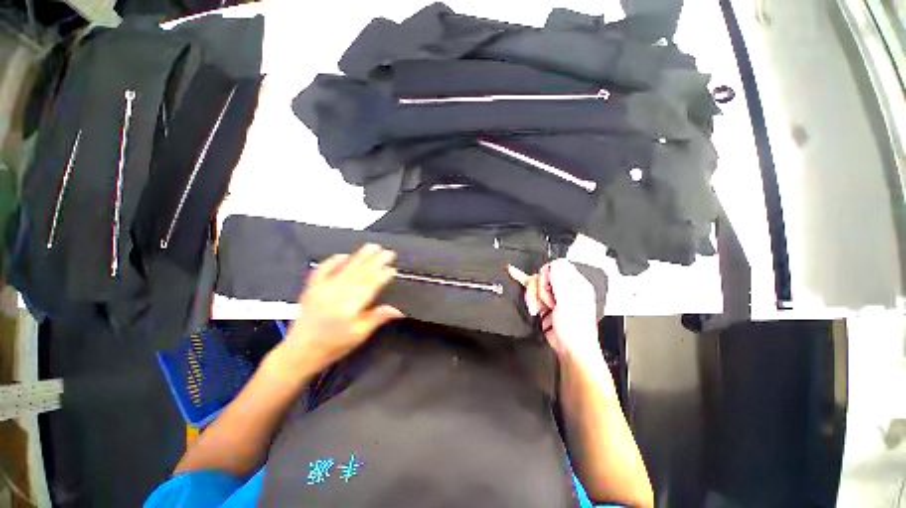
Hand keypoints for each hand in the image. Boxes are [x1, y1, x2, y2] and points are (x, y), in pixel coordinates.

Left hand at [273, 244, 404, 375]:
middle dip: (376, 261)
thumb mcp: (359, 335)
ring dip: (360, 256)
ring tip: (372, 247)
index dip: (382, 276)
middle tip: (388, 252)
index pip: (370, 286)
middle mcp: (337, 293)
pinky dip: (333, 261)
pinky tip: (343, 255)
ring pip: (346, 268)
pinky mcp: (312, 287)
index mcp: (350, 306)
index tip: (392, 268)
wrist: (299, 351)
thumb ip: (378, 318)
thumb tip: (398, 310)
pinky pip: (323, 269)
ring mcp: (323, 288)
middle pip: (360, 273)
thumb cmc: (333, 346)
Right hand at [508, 260, 602, 364]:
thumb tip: (554, 264)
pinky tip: (513, 272)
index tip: (548, 288)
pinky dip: (523, 284)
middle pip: (542, 275)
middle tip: (546, 303)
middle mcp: (564, 287)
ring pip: (534, 284)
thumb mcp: (569, 305)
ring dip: (532, 298)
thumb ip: (560, 284)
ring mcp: (553, 295)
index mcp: (575, 284)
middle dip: (539, 290)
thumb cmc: (576, 332)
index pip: (556, 266)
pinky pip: (530, 290)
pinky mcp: (544, 302)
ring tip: (538, 310)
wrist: (570, 350)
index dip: (547, 276)